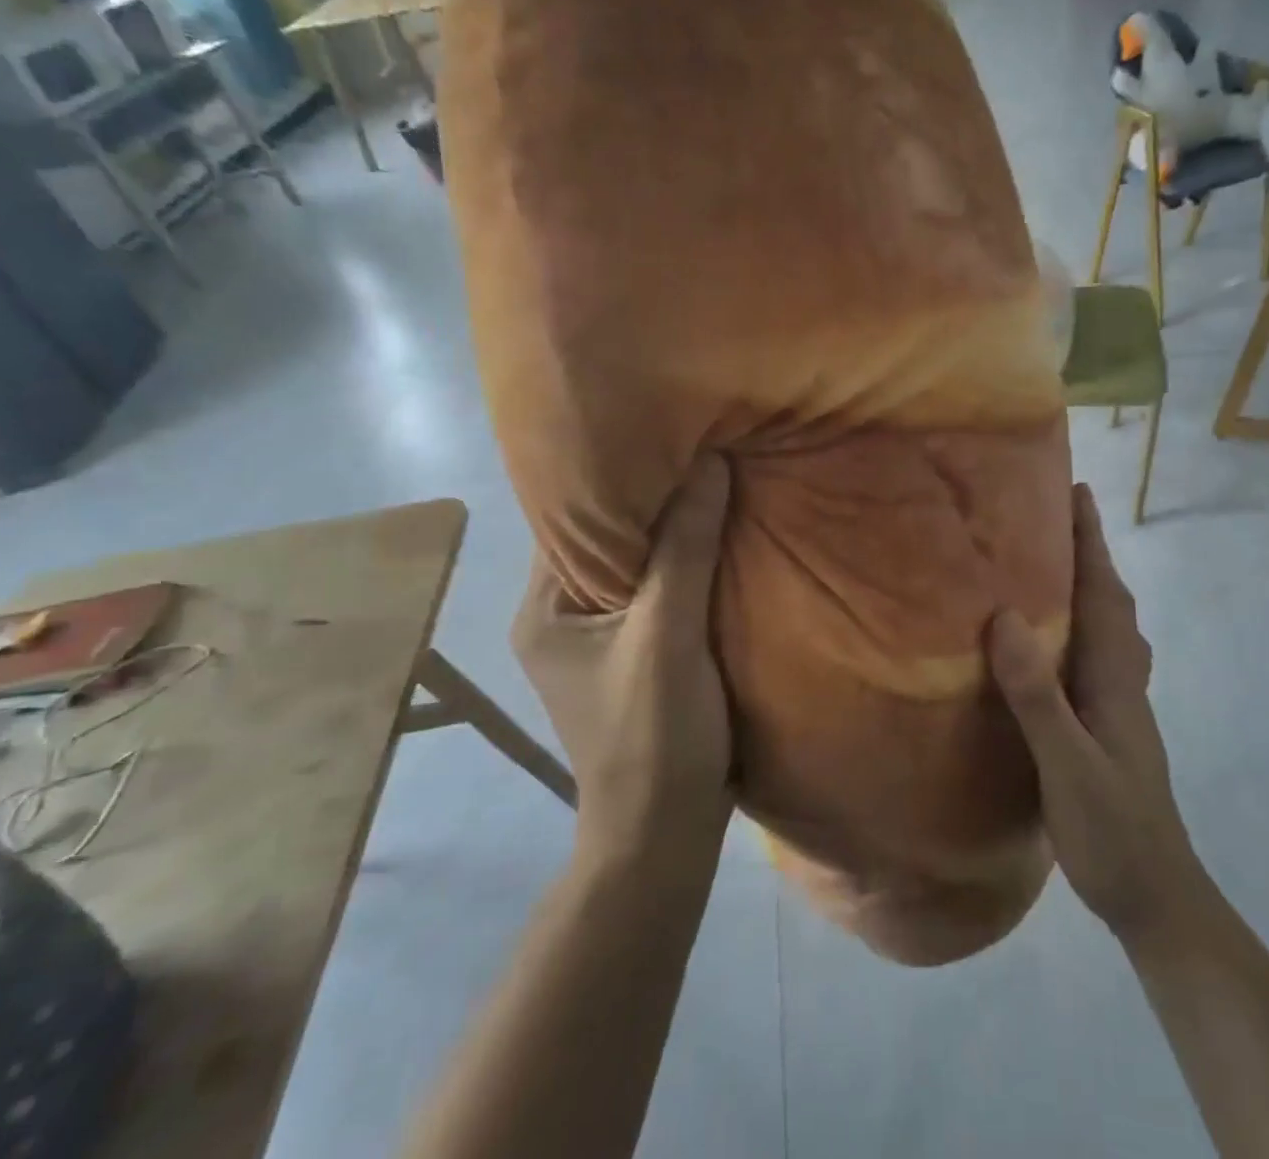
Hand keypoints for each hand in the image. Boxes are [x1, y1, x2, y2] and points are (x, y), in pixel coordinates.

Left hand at [511, 457, 734, 869]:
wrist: (666, 835)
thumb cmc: (654, 734)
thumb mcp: (668, 635)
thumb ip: (686, 549)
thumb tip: (709, 462)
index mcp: (545, 607)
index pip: (572, 519)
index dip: (616, 475)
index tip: (664, 434)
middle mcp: (562, 616)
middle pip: (608, 538)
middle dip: (653, 500)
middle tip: (700, 448)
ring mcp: (600, 639)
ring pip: (639, 566)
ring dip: (675, 534)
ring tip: (717, 482)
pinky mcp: (636, 655)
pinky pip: (660, 593)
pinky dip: (687, 567)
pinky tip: (723, 540)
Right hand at [986, 485, 1204, 946]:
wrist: (1157, 896)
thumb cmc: (1112, 830)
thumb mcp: (1068, 766)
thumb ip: (1038, 695)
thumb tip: (1005, 617)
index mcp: (1113, 677)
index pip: (1103, 593)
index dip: (1090, 541)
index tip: (1077, 491)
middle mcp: (1123, 679)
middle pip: (1111, 600)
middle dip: (1089, 552)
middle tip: (1056, 515)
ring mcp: (1122, 703)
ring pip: (1108, 625)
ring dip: (1089, 584)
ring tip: (1052, 562)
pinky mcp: (1113, 723)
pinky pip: (1098, 652)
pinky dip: (1083, 622)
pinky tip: (1059, 637)